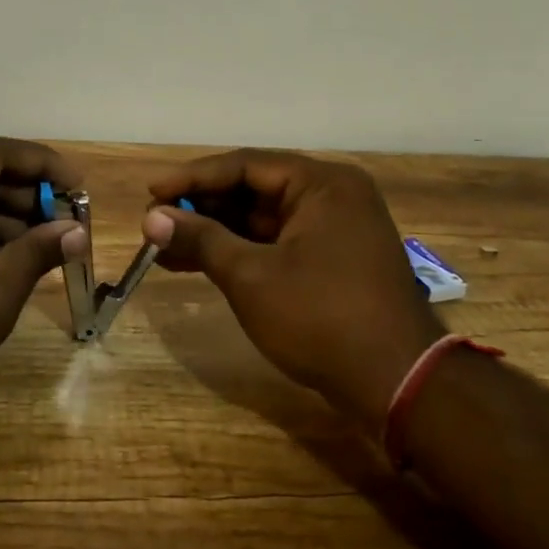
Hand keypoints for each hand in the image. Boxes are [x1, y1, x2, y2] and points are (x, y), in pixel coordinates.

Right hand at [142, 150, 441, 432]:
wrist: (398, 383)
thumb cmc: (321, 318)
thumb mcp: (251, 276)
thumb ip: (200, 239)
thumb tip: (151, 218)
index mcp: (321, 184)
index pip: (244, 165)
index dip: (192, 178)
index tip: (151, 193)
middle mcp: (331, 196)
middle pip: (253, 190)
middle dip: (201, 207)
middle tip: (155, 222)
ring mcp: (335, 230)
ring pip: (261, 220)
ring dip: (215, 232)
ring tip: (164, 246)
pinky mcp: (332, 261)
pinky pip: (276, 243)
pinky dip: (239, 252)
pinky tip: (197, 263)